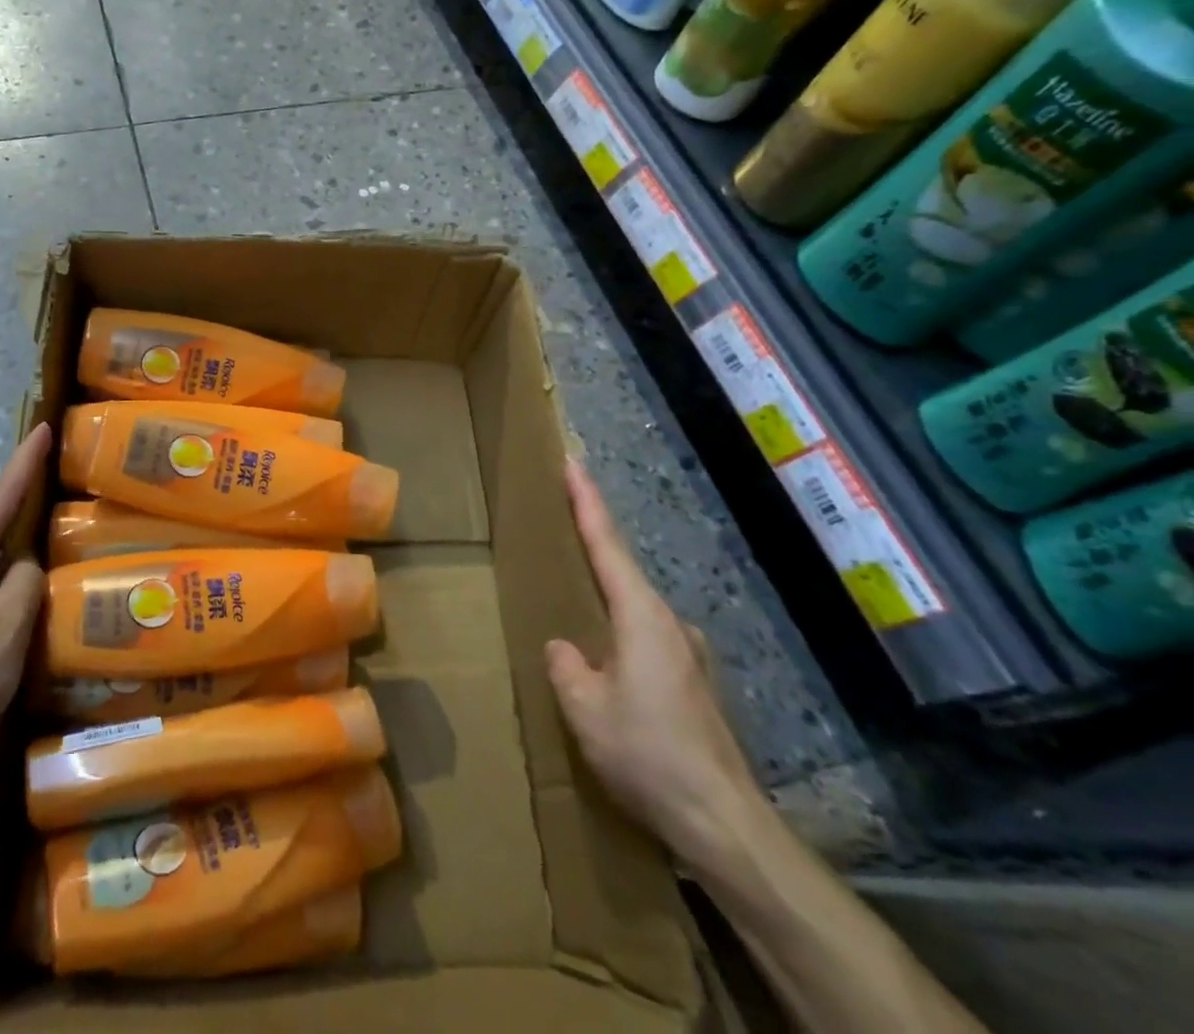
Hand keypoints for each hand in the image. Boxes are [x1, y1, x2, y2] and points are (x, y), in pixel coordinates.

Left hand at [0, 424, 49, 756]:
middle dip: (19, 484)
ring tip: (45, 507)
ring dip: (12, 520)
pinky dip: (3, 553)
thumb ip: (26, 585)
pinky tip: (21, 565)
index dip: (25, 461)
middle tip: (53, 462)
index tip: (43, 427)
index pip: (0, 496)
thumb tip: (27, 564)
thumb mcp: (6, 633)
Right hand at [544, 458, 764, 872]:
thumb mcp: (585, 708)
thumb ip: (566, 666)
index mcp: (641, 617)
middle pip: (623, 571)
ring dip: (605, 599)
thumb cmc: (648, 754)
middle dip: (592, 545)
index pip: (608, 545)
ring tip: (573, 602)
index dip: (587, 502)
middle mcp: (669, 625)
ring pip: (634, 611)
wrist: (723, 823)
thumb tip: (566, 649)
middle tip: (562, 521)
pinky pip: (644, 640)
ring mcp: (687, 655)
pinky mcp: (692, 685)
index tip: (573, 463)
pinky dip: (620, 634)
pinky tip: (605, 664)